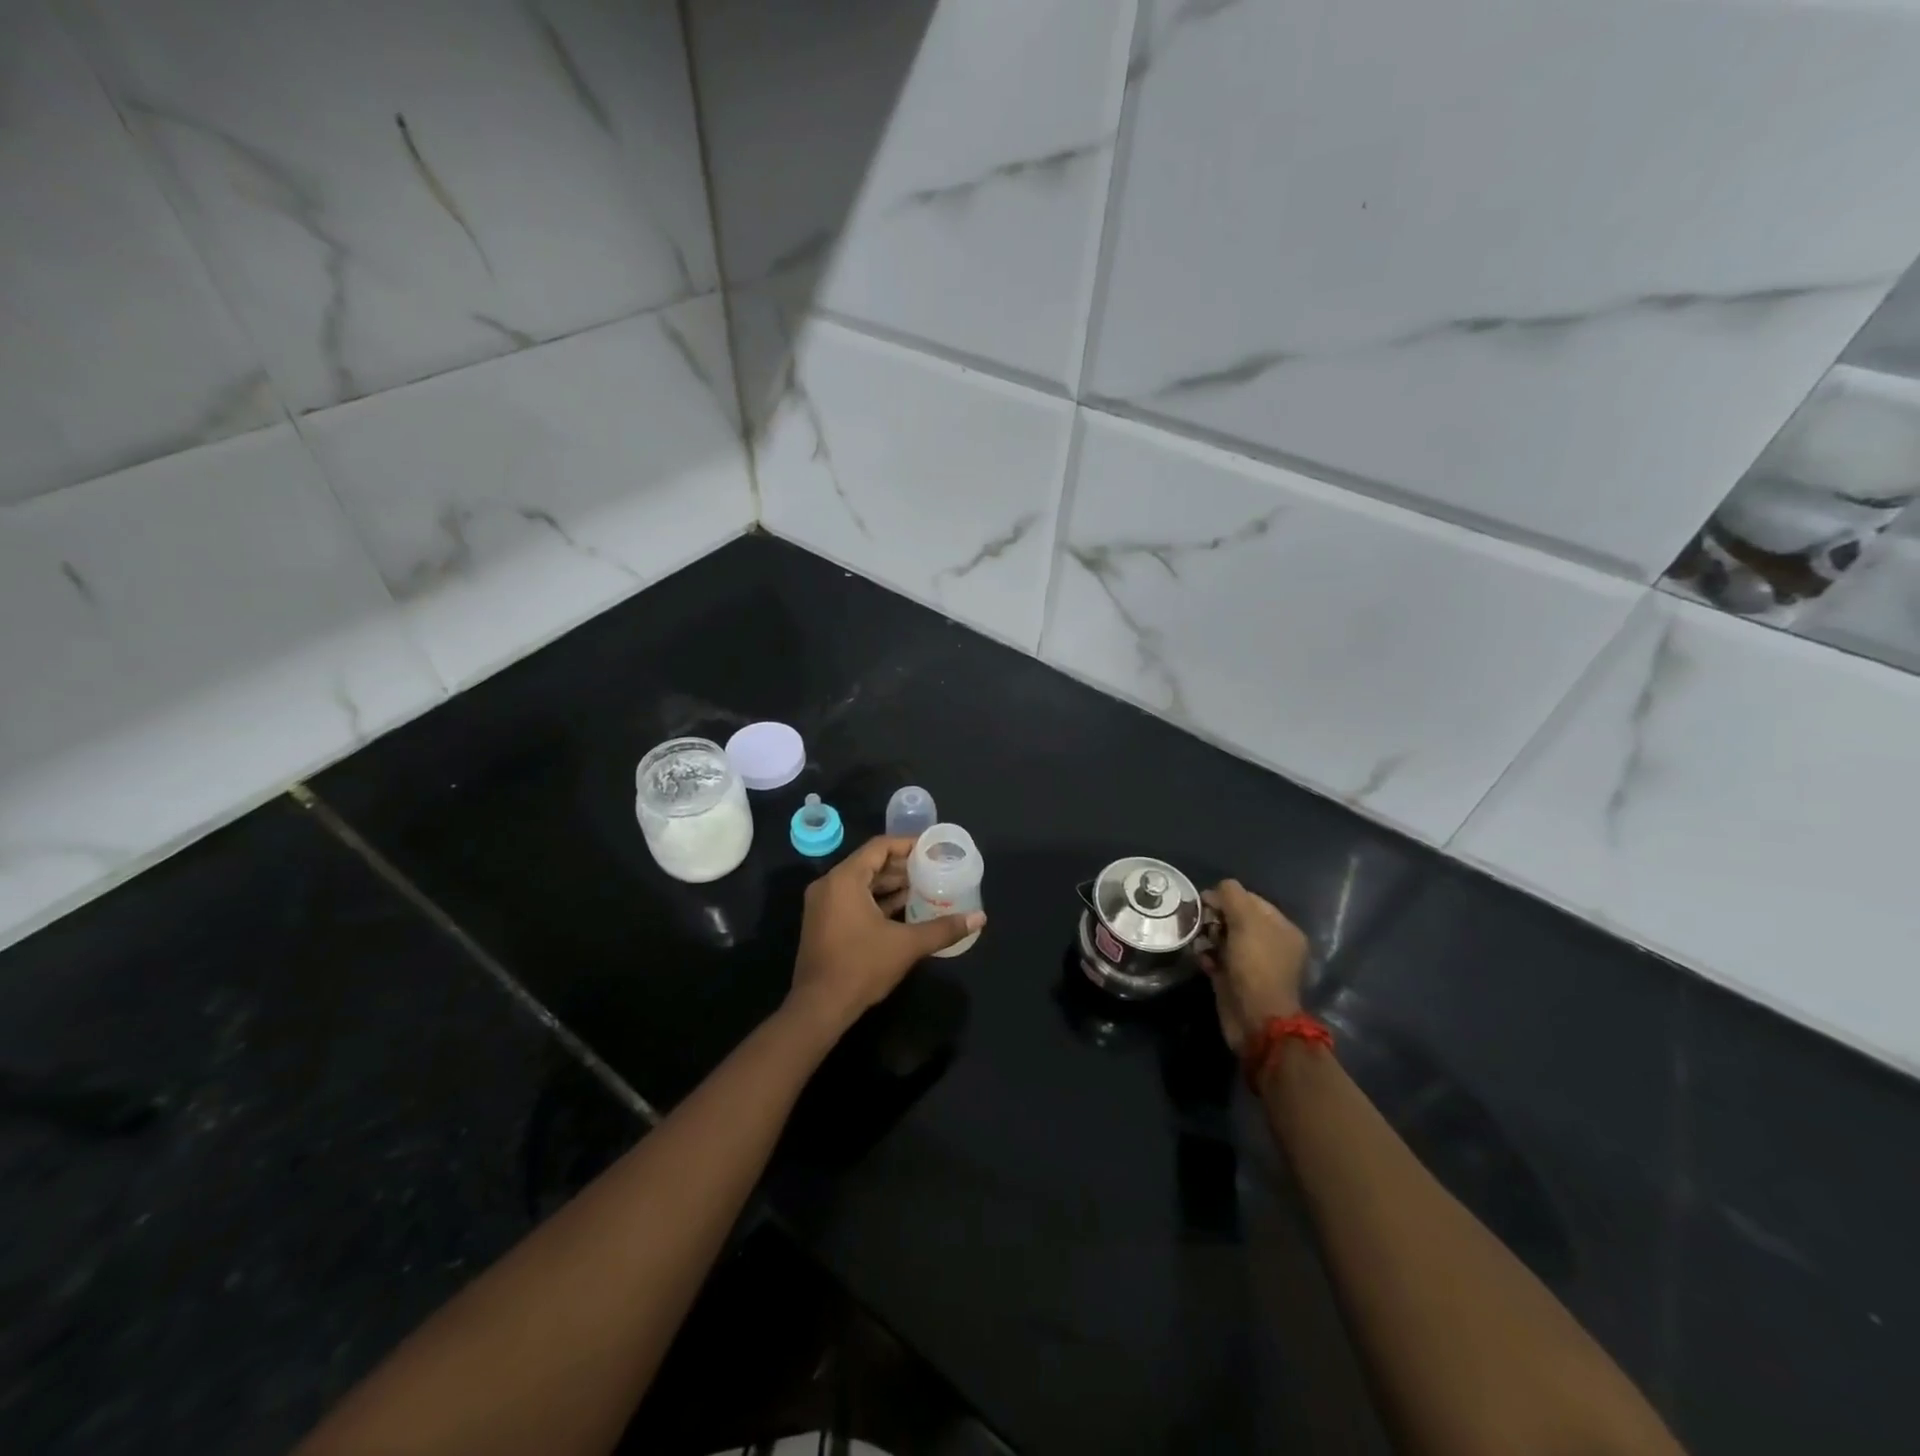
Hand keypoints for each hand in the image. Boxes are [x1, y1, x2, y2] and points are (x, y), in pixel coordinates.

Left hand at [785, 835, 985, 1041]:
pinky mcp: (824, 923)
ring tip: (924, 888)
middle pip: (870, 864)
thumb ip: (943, 928)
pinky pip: (853, 900)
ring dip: (891, 885)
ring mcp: (823, 905)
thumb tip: (979, 918)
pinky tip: (904, 910)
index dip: (907, 844)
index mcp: (845, 879)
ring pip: (862, 884)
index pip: (879, 847)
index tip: (933, 849)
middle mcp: (830, 885)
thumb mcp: (907, 945)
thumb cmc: (861, 966)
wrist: (819, 1007)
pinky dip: (877, 901)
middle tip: (933, 869)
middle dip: (902, 867)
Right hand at [1199, 879, 1308, 1057]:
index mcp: (1282, 928)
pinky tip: (1200, 957)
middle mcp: (1270, 945)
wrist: (1255, 1019)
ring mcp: (1253, 964)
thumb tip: (1217, 889)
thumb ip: (1232, 896)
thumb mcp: (1246, 921)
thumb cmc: (1255, 965)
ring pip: (1224, 939)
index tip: (1204, 901)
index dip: (1227, 897)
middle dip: (1215, 917)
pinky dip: (1207, 955)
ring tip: (1197, 940)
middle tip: (1199, 922)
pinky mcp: (1235, 980)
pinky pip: (1218, 959)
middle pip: (1236, 919)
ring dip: (1208, 936)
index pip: (1251, 900)